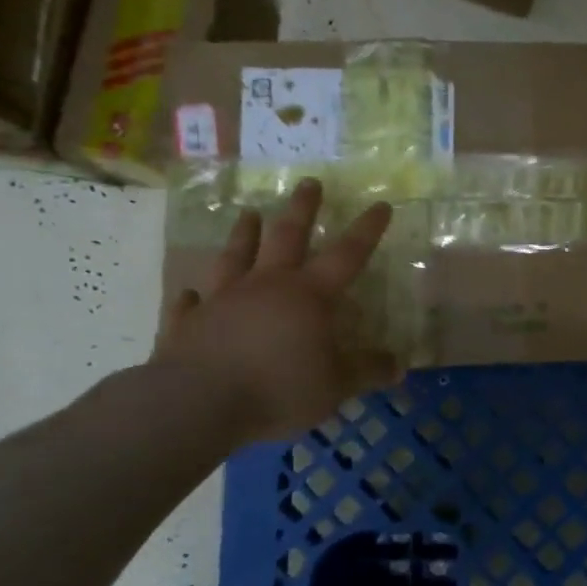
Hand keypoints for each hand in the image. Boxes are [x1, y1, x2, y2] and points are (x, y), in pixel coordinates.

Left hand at [154, 179, 401, 443]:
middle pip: (287, 237)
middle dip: (301, 209)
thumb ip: (367, 371)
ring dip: (244, 234)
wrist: (197, 403)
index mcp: (309, 295)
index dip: (367, 230)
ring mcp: (223, 300)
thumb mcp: (336, 385)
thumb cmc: (278, 388)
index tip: (381, 205)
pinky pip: (191, 303)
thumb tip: (398, 364)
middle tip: (308, 182)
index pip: (347, 255)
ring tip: (249, 213)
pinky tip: (191, 291)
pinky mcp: (188, 323)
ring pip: (236, 256)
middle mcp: (266, 286)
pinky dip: (193, 296)